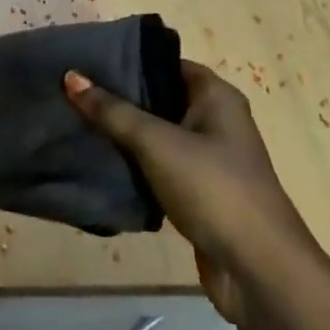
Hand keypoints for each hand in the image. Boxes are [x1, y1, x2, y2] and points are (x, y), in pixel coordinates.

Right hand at [64, 60, 313, 325]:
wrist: (259, 270)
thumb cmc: (213, 188)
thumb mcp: (157, 143)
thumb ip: (112, 111)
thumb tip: (71, 76)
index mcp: (216, 97)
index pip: (166, 63)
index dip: (129, 59)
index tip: (87, 60)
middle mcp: (215, 121)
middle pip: (159, 97)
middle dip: (119, 96)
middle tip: (72, 89)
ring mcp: (208, 159)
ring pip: (156, 134)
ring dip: (123, 133)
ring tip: (75, 120)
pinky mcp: (198, 193)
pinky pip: (157, 167)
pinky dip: (132, 164)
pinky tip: (98, 160)